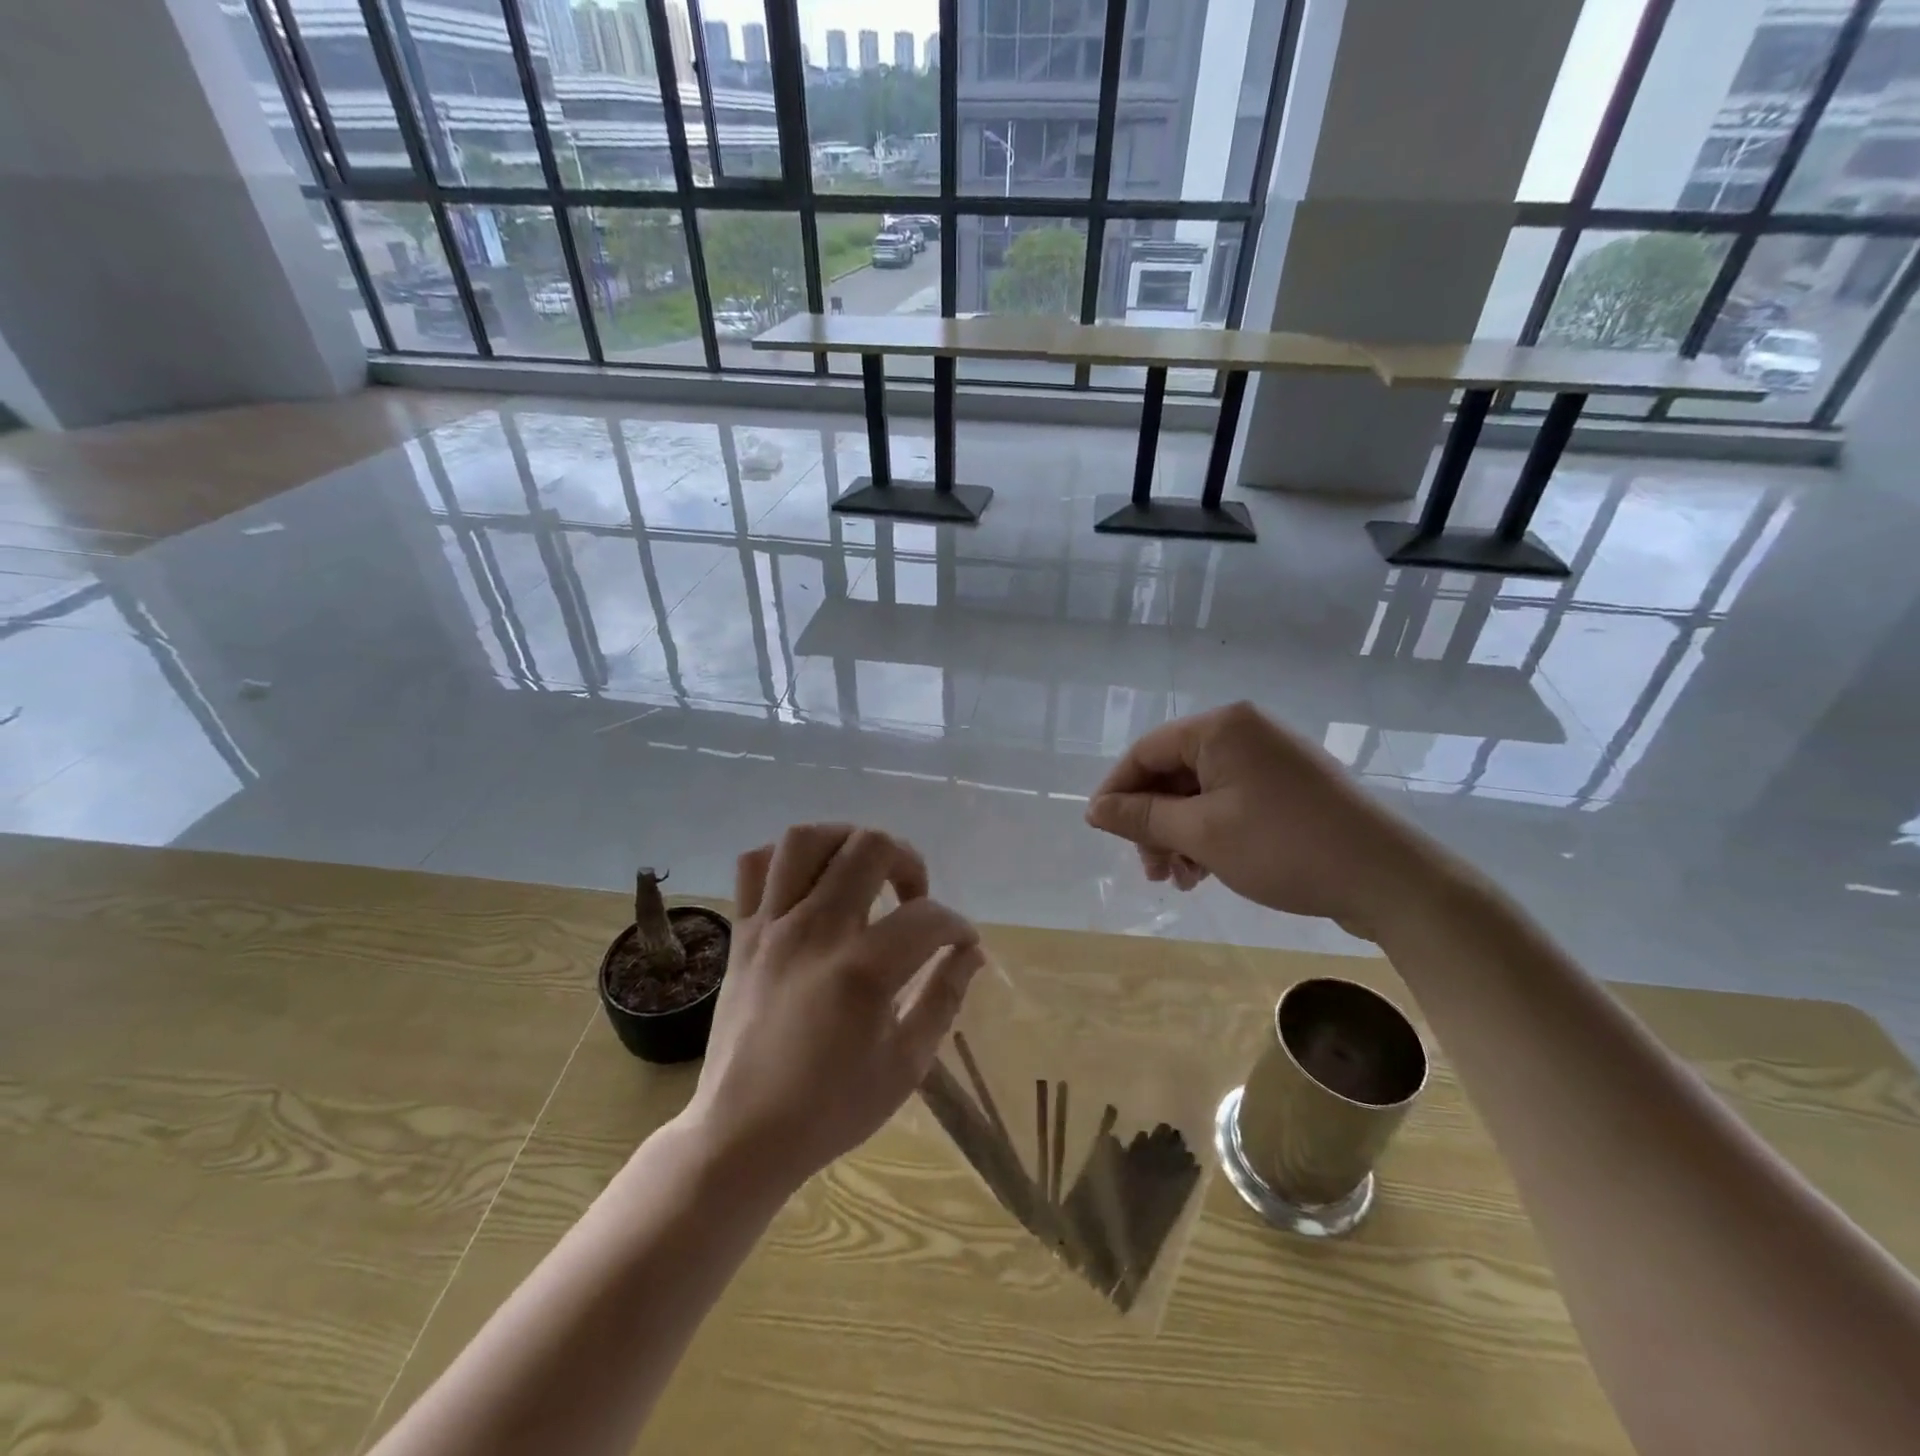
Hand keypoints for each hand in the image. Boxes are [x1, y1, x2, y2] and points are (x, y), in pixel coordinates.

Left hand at [686, 824, 982, 1194]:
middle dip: (908, 861)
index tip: (962, 944)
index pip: (928, 917)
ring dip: (846, 841)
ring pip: (807, 839)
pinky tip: (807, 883)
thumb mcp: (905, 1065)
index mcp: (863, 970)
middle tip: (914, 896)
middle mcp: (816, 931)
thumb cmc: (830, 1108)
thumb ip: (944, 998)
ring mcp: (771, 926)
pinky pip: (754, 865)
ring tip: (863, 870)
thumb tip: (970, 952)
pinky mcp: (741, 933)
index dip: (958, 926)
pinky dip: (784, 859)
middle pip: (870, 848)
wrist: (742, 1136)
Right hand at [1085, 702, 1440, 937]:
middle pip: (1173, 773)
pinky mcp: (1289, 787)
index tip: (1102, 831)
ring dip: (1180, 835)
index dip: (1117, 791)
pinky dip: (1211, 834)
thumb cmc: (1283, 846)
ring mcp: (1271, 759)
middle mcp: (1244, 732)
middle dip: (1154, 822)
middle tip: (1151, 870)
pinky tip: (1207, 872)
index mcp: (1221, 728)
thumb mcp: (1201, 833)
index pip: (1146, 751)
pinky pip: (1231, 802)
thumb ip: (1141, 817)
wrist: (1387, 878)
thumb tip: (1094, 809)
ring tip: (1181, 880)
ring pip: (1201, 792)